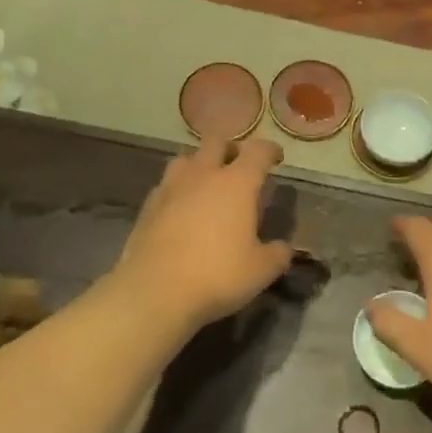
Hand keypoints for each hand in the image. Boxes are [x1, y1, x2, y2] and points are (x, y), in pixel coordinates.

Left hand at [112, 135, 294, 329]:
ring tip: (207, 182)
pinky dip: (178, 188)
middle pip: (217, 141)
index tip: (276, 158)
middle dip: (231, 148)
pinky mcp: (148, 205)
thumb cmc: (217, 275)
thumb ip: (277, 254)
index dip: (270, 150)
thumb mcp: (261, 271)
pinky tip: (180, 207)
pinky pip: (166, 184)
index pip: (258, 151)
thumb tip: (283, 248)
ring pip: (186, 157)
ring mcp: (171, 187)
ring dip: (200, 163)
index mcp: (237, 183)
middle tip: (239, 165)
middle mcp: (203, 175)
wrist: (155, 291)